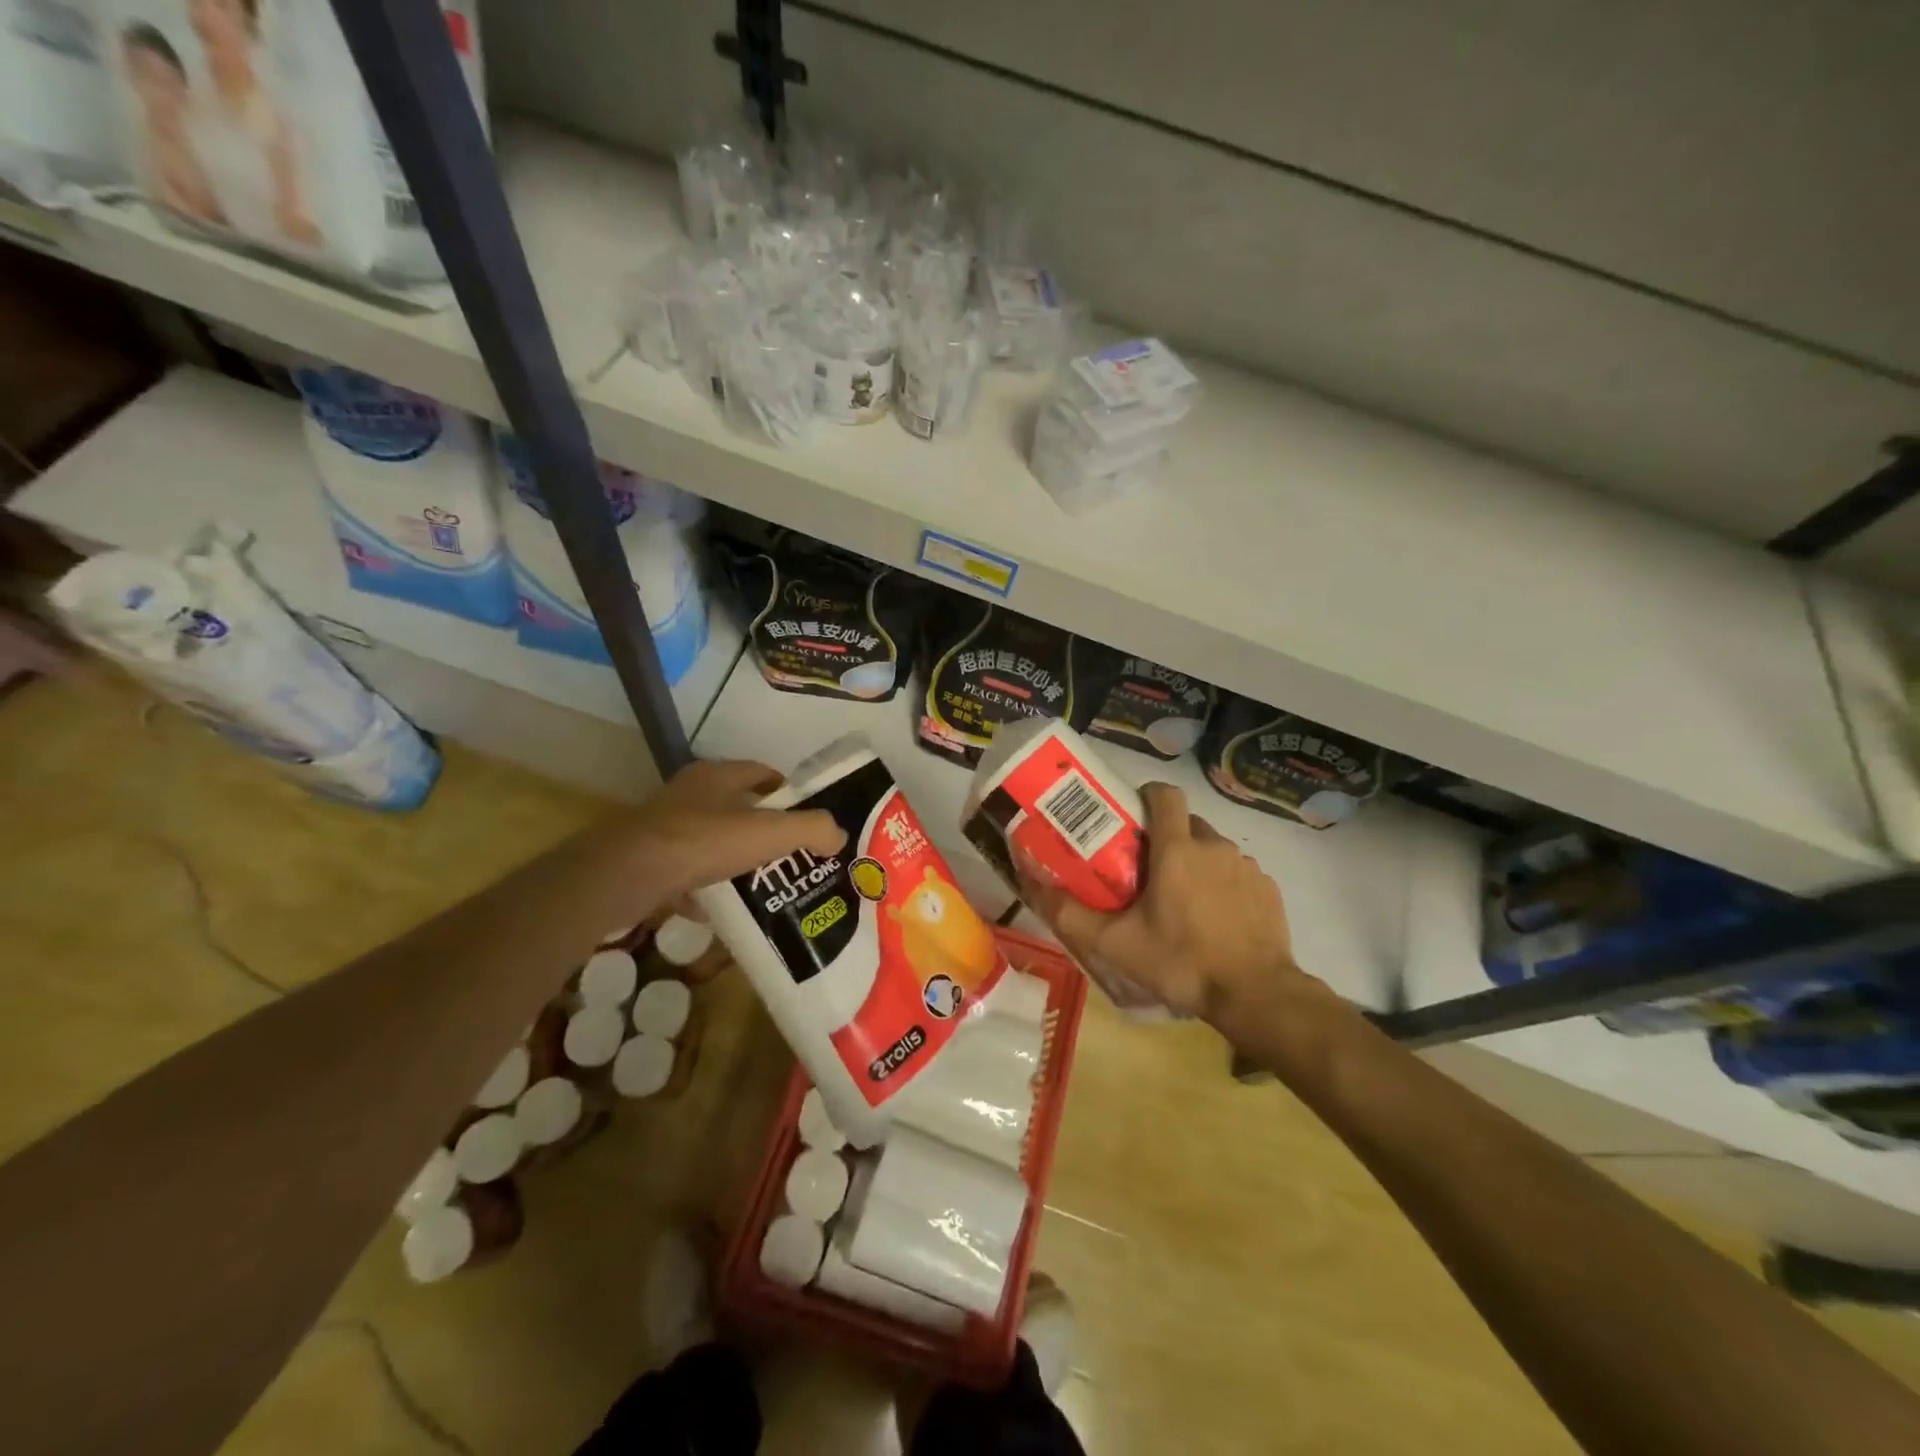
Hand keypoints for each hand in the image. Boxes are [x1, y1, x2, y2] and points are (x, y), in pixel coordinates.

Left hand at [625, 759, 845, 905]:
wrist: (626, 877)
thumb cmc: (703, 842)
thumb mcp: (771, 832)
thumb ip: (813, 829)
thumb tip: (839, 835)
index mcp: (717, 776)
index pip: (761, 772)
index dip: (787, 790)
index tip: (807, 815)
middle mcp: (688, 794)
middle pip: (736, 806)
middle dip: (763, 827)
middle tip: (791, 853)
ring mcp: (663, 827)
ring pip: (709, 839)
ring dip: (732, 857)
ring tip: (761, 882)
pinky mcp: (646, 860)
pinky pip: (685, 872)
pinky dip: (704, 887)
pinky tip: (720, 908)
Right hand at [1018, 782, 1301, 1022]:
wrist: (1255, 996)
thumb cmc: (1181, 963)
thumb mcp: (1115, 943)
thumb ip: (1070, 912)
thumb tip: (1031, 881)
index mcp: (1177, 849)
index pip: (1163, 793)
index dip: (1145, 796)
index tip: (1129, 819)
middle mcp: (1214, 846)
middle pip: (1185, 822)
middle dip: (1164, 837)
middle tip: (1143, 870)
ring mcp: (1246, 866)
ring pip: (1211, 848)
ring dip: (1194, 862)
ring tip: (1179, 901)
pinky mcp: (1268, 889)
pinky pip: (1236, 872)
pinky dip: (1221, 884)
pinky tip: (1213, 919)